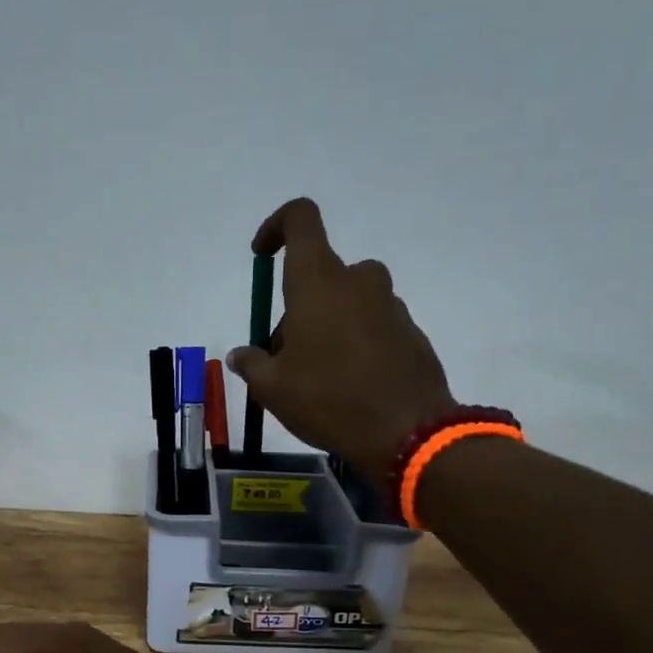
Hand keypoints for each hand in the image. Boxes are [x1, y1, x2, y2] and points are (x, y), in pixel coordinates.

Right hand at [226, 198, 457, 478]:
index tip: (261, 255)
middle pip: (320, 275)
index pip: (300, 219)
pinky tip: (348, 387)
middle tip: (282, 357)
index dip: (276, 227)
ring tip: (314, 378)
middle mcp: (358, 282)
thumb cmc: (328, 399)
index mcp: (318, 281)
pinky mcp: (411, 333)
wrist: (407, 433)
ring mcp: (390, 306)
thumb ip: (252, 364)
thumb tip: (241, 355)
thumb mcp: (272, 388)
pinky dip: (355, 344)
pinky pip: (372, 326)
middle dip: (296, 308)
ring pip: (347, 302)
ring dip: (326, 326)